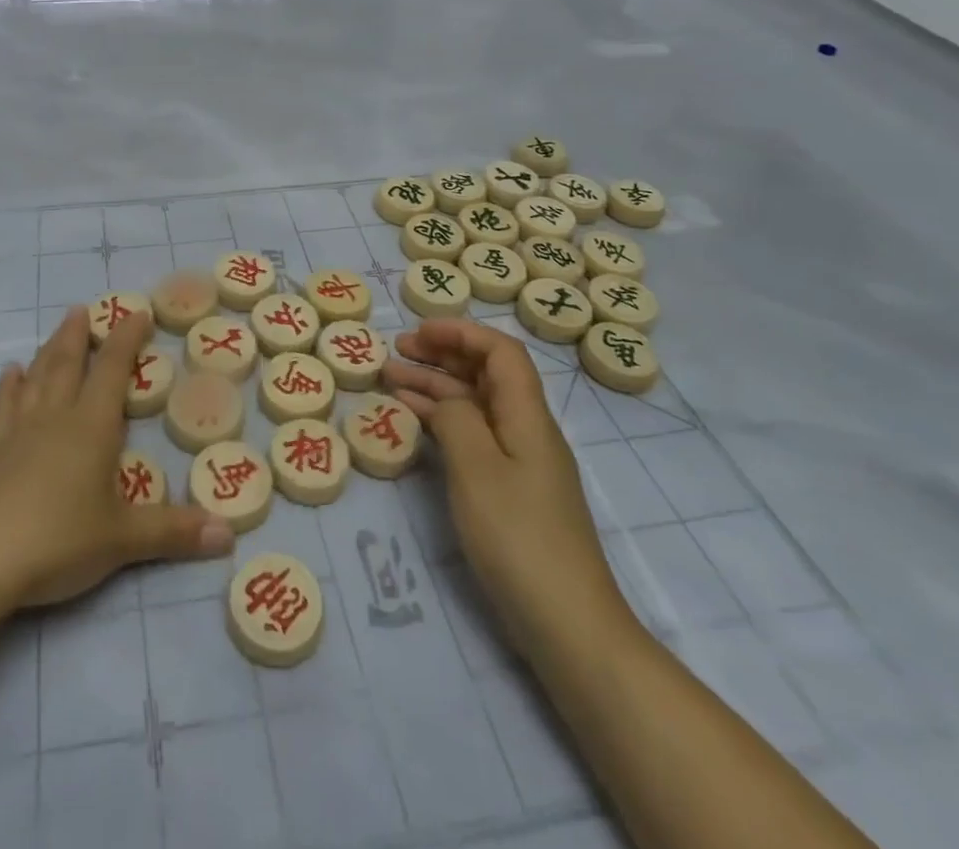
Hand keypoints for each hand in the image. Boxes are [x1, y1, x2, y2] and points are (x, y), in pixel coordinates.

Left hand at [0, 307, 233, 610]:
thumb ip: (174, 531)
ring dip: (48, 351)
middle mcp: (56, 418)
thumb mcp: (124, 539)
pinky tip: (10, 373)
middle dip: (79, 335)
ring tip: (56, 328)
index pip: (112, 370)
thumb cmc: (59, 539)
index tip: (137, 312)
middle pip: (68, 364)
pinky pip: (3, 409)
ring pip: (37, 379)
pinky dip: (9, 388)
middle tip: (83, 309)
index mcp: (91, 426)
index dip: (126, 339)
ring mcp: (20, 434)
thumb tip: (229, 534)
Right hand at [384, 319, 627, 650]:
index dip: (461, 332)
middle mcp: (527, 430)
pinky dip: (442, 421)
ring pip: (475, 405)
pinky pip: (474, 436)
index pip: (501, 352)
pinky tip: (413, 421)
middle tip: (396, 351)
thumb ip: (455, 420)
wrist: (568, 625)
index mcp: (528, 416)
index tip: (418, 332)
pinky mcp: (511, 491)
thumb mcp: (477, 469)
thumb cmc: (519, 538)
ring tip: (390, 378)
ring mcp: (520, 462)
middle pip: (486, 374)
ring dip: (436, 387)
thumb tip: (442, 399)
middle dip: (442, 354)